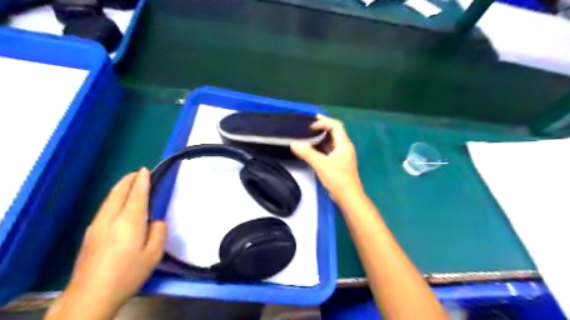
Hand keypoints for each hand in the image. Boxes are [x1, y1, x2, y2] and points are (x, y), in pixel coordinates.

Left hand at [45, 167, 165, 318]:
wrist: (91, 294)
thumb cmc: (128, 273)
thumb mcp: (154, 254)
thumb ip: (159, 232)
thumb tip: (157, 220)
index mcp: (129, 222)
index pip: (136, 195)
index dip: (142, 181)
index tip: (145, 170)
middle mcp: (111, 219)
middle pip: (119, 193)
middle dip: (128, 180)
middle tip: (138, 173)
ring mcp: (97, 225)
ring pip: (109, 199)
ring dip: (120, 187)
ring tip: (129, 182)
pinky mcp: (90, 233)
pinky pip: (104, 207)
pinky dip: (114, 197)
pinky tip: (118, 201)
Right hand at [291, 114, 362, 198]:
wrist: (348, 197)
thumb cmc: (338, 179)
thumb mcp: (321, 164)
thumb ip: (307, 153)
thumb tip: (294, 143)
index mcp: (344, 144)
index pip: (336, 126)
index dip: (323, 122)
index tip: (310, 126)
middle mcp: (344, 147)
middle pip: (334, 131)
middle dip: (322, 127)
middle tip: (308, 126)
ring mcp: (341, 155)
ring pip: (331, 141)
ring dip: (321, 136)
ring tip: (308, 135)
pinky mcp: (338, 162)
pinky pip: (329, 149)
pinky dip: (321, 146)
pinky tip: (312, 148)